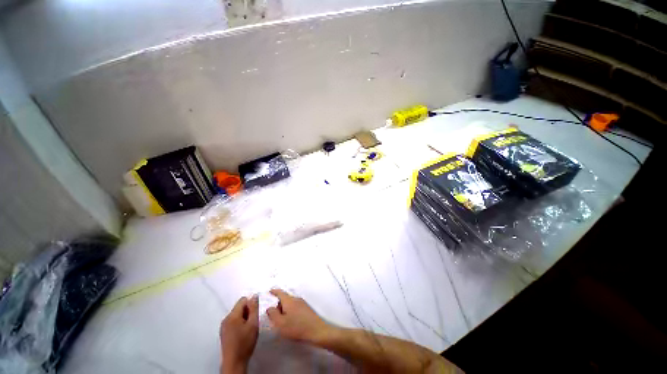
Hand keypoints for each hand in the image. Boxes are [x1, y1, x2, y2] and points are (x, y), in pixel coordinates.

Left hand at [220, 296, 258, 373]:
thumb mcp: (253, 324)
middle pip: (239, 307)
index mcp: (232, 315)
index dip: (251, 304)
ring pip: (236, 315)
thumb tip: (254, 296)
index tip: (255, 314)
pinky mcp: (223, 333)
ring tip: (249, 329)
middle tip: (253, 322)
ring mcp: (223, 326)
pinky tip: (243, 333)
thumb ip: (254, 308)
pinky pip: (233, 322)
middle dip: (247, 311)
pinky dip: (239, 324)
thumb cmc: (245, 343)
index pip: (243, 300)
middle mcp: (226, 319)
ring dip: (244, 318)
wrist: (234, 363)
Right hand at [266, 288, 332, 343]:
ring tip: (281, 321)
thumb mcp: (280, 323)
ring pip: (290, 303)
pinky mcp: (307, 310)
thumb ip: (273, 314)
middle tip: (273, 315)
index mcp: (289, 300)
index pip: (280, 292)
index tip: (269, 291)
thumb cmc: (297, 327)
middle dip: (278, 304)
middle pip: (285, 298)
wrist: (316, 331)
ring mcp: (303, 304)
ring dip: (284, 309)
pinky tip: (290, 322)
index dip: (274, 292)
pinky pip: (295, 307)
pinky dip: (290, 312)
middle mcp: (296, 299)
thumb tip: (269, 307)